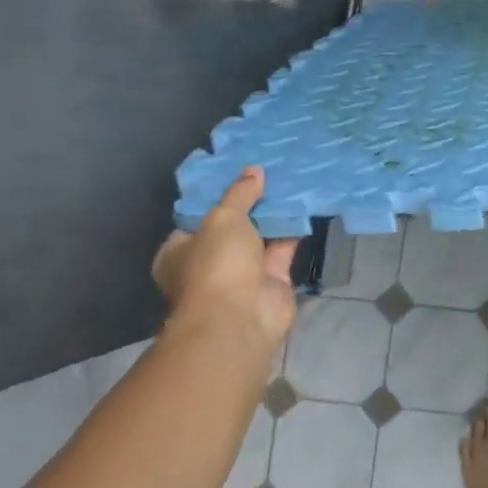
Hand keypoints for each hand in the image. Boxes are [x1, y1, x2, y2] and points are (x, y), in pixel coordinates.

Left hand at [152, 168, 298, 353]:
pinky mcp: (272, 280)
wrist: (241, 317)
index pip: (198, 217)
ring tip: (292, 181)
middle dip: (251, 204)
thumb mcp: (223, 218)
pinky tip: (306, 204)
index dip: (217, 195)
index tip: (239, 172)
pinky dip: (293, 229)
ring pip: (261, 236)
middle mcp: (209, 262)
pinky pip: (283, 248)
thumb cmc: (216, 265)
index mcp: (180, 251)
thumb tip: (254, 170)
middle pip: (232, 226)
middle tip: (271, 172)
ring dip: (275, 215)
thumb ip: (240, 194)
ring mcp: (242, 273)